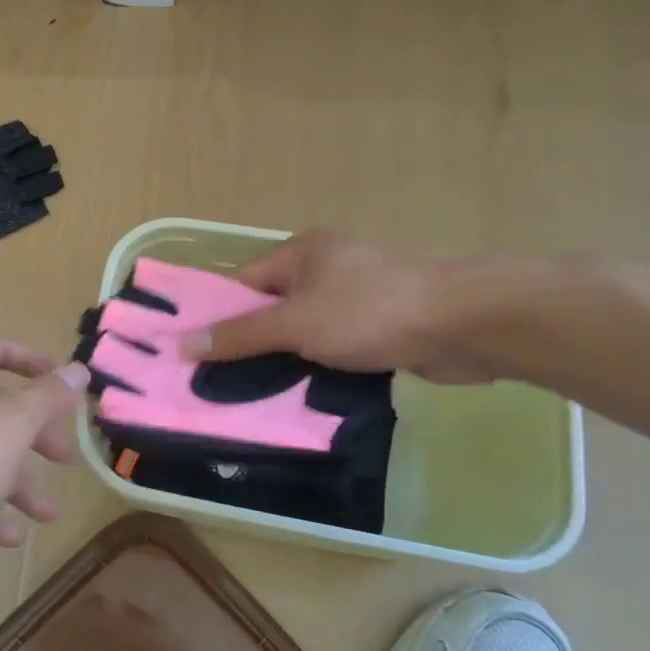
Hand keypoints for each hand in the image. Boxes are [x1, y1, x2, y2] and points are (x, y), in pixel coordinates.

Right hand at [182, 231, 500, 383]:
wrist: (465, 323)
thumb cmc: (369, 311)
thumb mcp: (294, 324)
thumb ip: (240, 336)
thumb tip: (184, 344)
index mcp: (301, 253)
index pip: (242, 283)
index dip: (215, 315)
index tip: (191, 352)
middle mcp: (326, 268)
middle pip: (271, 309)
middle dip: (248, 344)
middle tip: (217, 382)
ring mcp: (356, 297)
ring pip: (303, 332)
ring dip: (284, 361)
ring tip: (253, 397)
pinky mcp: (380, 326)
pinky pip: (334, 347)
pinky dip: (318, 367)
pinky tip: (302, 396)